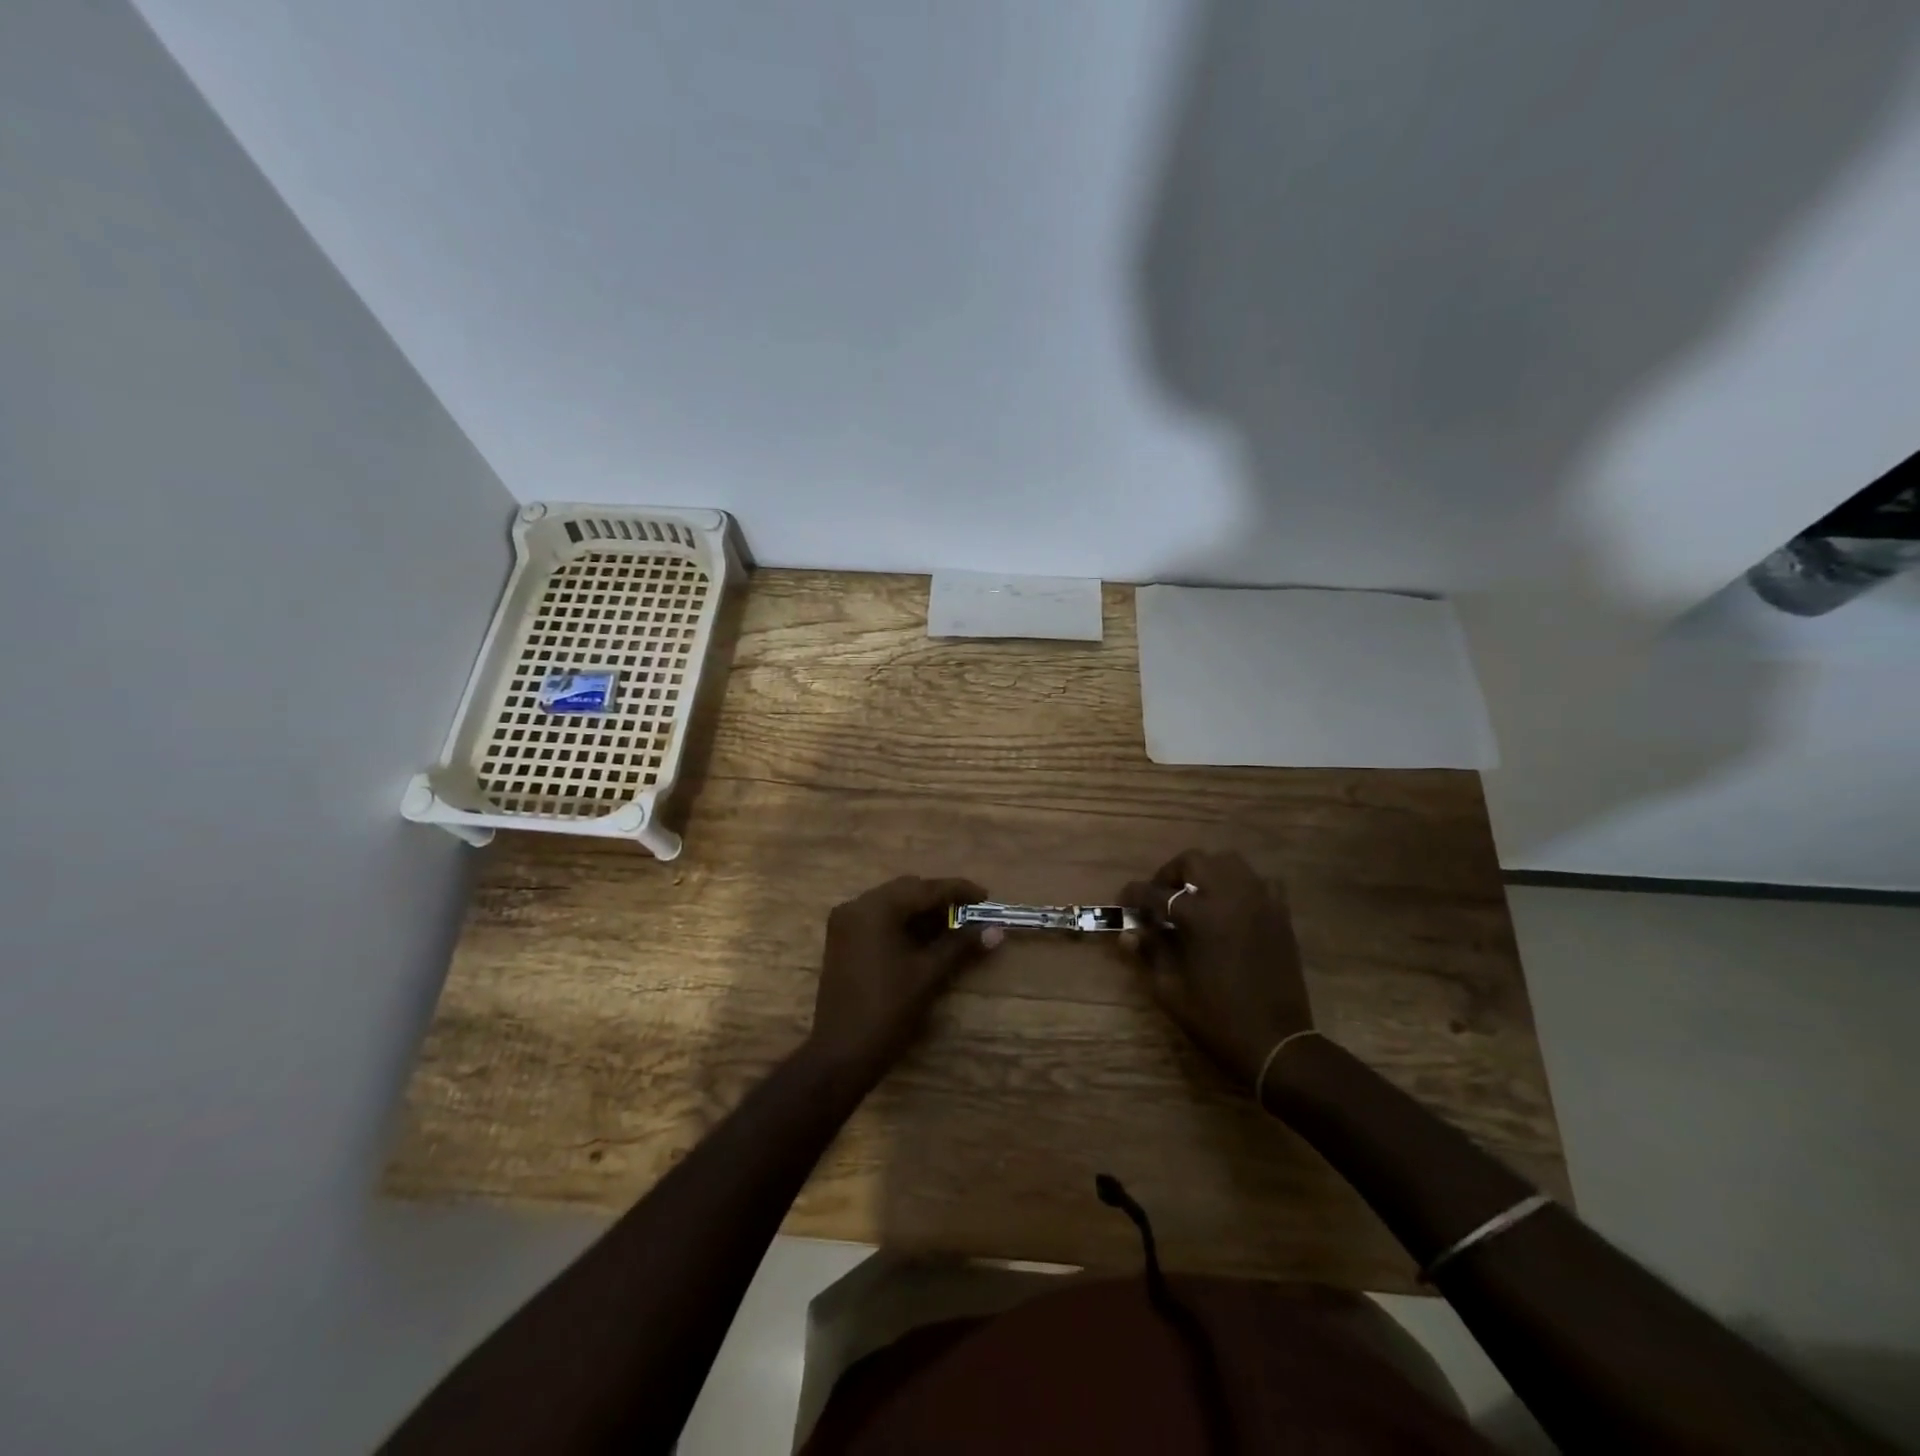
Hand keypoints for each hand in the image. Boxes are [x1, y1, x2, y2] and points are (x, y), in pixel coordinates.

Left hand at [808, 876, 1002, 1081]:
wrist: (841, 1053)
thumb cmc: (888, 1010)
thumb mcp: (928, 974)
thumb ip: (961, 945)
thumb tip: (995, 931)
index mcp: (876, 908)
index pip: (925, 889)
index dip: (958, 891)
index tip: (986, 897)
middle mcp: (857, 905)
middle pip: (907, 890)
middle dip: (940, 899)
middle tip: (971, 913)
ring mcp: (845, 922)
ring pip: (892, 903)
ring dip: (922, 911)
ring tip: (954, 926)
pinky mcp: (842, 940)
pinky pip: (879, 919)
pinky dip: (903, 923)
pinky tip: (925, 937)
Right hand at [1119, 850, 1312, 1093]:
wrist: (1276, 1042)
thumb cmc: (1216, 1018)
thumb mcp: (1170, 989)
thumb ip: (1150, 952)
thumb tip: (1129, 933)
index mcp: (1199, 916)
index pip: (1156, 893)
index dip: (1134, 895)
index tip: (1124, 901)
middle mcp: (1230, 897)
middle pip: (1194, 861)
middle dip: (1170, 874)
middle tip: (1160, 896)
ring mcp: (1259, 901)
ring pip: (1228, 862)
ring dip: (1205, 873)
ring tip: (1195, 897)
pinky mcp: (1280, 914)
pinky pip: (1258, 882)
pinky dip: (1239, 885)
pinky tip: (1230, 906)